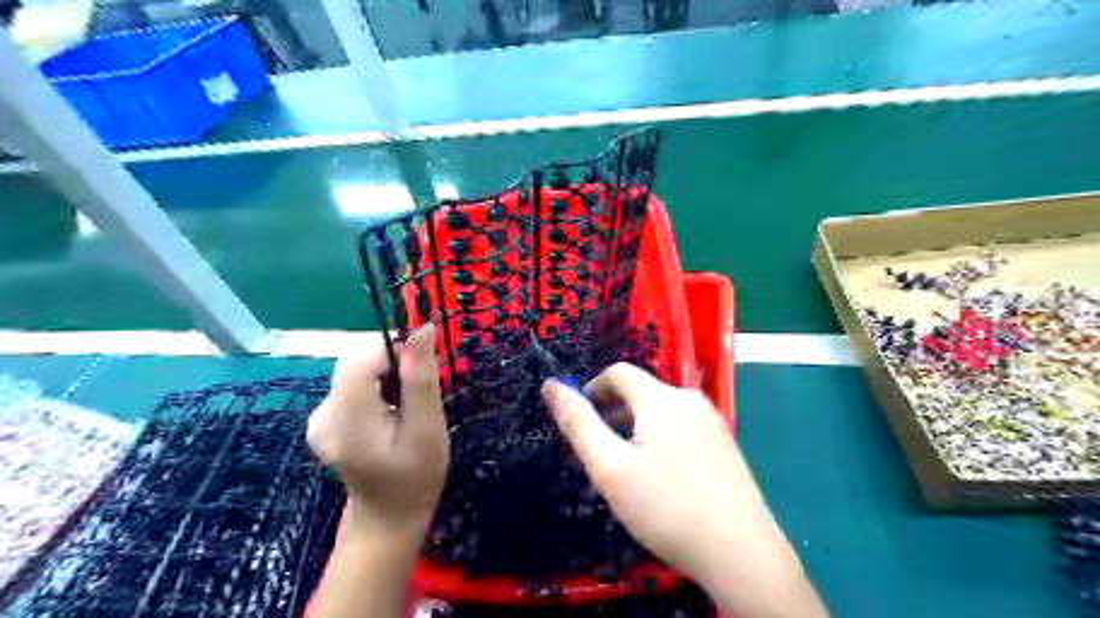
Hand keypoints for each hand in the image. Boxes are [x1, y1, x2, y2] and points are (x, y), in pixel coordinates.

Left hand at [303, 326, 446, 538]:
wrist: (389, 519)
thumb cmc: (416, 477)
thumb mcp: (427, 428)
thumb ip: (421, 378)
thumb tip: (422, 328)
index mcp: (346, 418)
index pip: (362, 357)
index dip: (395, 352)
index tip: (422, 371)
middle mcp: (323, 414)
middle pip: (357, 363)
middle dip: (392, 368)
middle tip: (417, 399)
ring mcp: (319, 419)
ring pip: (357, 372)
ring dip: (386, 379)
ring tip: (405, 411)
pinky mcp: (324, 421)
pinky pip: (353, 386)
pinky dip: (376, 390)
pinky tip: (389, 416)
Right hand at [541, 362, 823, 617]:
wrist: (741, 552)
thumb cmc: (666, 507)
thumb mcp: (609, 467)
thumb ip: (578, 422)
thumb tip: (551, 385)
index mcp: (662, 398)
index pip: (618, 372)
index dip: (593, 389)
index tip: (582, 421)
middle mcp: (690, 399)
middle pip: (641, 391)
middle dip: (614, 412)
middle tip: (603, 453)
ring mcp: (712, 421)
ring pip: (662, 410)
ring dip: (638, 426)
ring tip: (630, 468)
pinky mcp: (725, 443)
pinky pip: (683, 427)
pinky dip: (662, 438)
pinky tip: (664, 477)